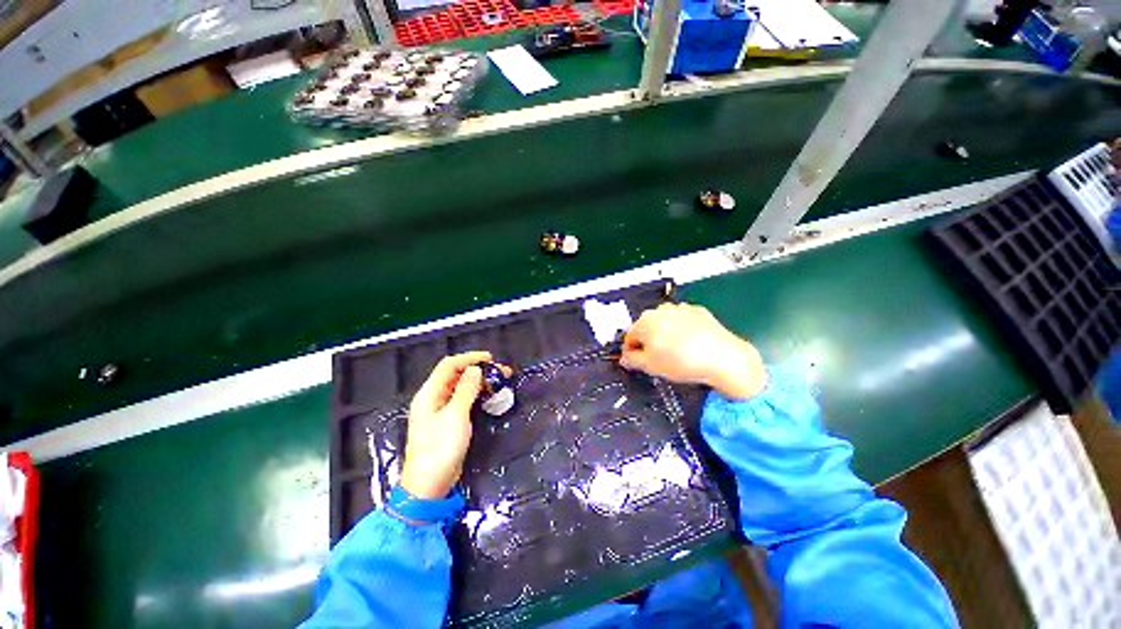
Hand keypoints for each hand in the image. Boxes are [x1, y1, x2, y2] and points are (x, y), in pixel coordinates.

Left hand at [400, 351, 503, 499]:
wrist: (429, 485)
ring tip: (501, 381)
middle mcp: (434, 397)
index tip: (491, 359)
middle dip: (479, 369)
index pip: (449, 365)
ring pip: (462, 386)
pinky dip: (477, 394)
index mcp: (430, 393)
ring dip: (481, 381)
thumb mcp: (455, 416)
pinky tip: (491, 395)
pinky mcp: (449, 420)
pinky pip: (464, 399)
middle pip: (457, 374)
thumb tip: (476, 369)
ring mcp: (441, 410)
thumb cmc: (440, 449)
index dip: (470, 358)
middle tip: (502, 372)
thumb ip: (466, 389)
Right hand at [620, 303, 766, 399]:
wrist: (723, 357)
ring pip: (664, 323)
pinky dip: (681, 330)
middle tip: (655, 358)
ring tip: (674, 352)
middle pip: (646, 327)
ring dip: (664, 335)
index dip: (630, 351)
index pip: (629, 336)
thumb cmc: (683, 361)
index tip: (634, 361)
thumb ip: (632, 361)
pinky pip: (682, 321)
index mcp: (645, 321)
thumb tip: (626, 358)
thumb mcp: (651, 366)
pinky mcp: (698, 311)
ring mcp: (680, 309)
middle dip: (647, 342)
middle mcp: (660, 310)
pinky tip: (689, 344)